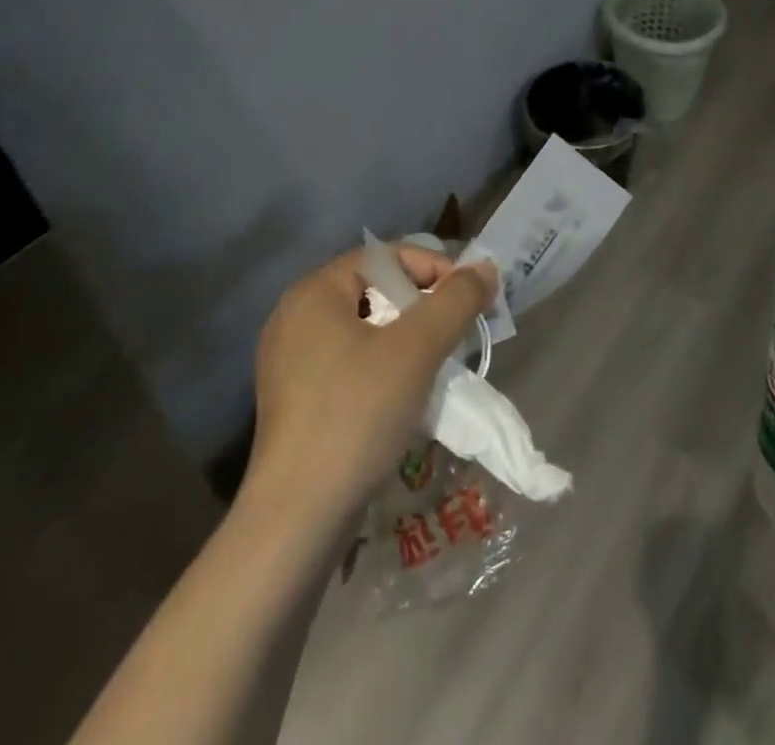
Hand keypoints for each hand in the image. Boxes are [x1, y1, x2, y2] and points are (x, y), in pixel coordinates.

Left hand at [246, 243, 496, 511]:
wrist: (298, 519)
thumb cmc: (357, 414)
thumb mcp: (418, 348)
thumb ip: (456, 299)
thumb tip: (485, 267)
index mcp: (313, 294)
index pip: (384, 256)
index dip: (431, 268)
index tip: (465, 300)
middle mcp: (294, 318)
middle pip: (374, 289)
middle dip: (421, 305)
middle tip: (453, 330)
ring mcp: (289, 362)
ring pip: (365, 327)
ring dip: (406, 337)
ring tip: (435, 361)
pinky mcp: (296, 400)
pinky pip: (350, 360)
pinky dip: (383, 364)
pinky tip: (404, 392)